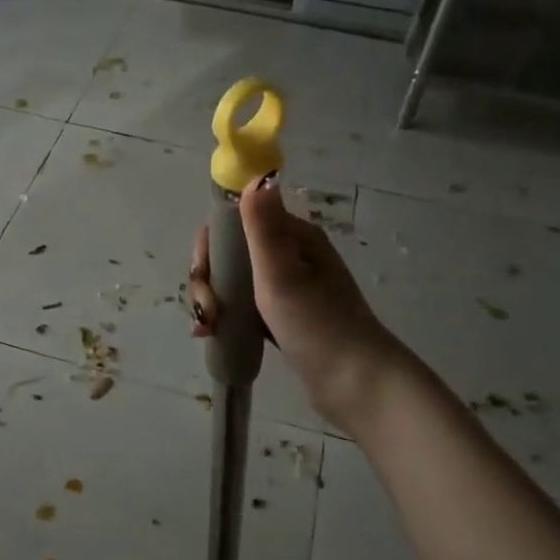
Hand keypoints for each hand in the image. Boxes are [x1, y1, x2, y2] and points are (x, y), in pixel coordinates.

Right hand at [188, 180, 405, 432]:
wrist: (356, 385)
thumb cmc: (317, 326)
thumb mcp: (282, 274)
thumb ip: (263, 227)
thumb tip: (258, 174)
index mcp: (294, 239)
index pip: (236, 223)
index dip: (211, 246)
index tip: (204, 274)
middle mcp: (290, 257)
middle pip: (230, 255)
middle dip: (208, 280)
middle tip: (207, 311)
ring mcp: (288, 290)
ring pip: (234, 283)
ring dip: (213, 301)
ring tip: (207, 329)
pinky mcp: (284, 320)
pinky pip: (244, 309)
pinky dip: (225, 318)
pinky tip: (213, 336)